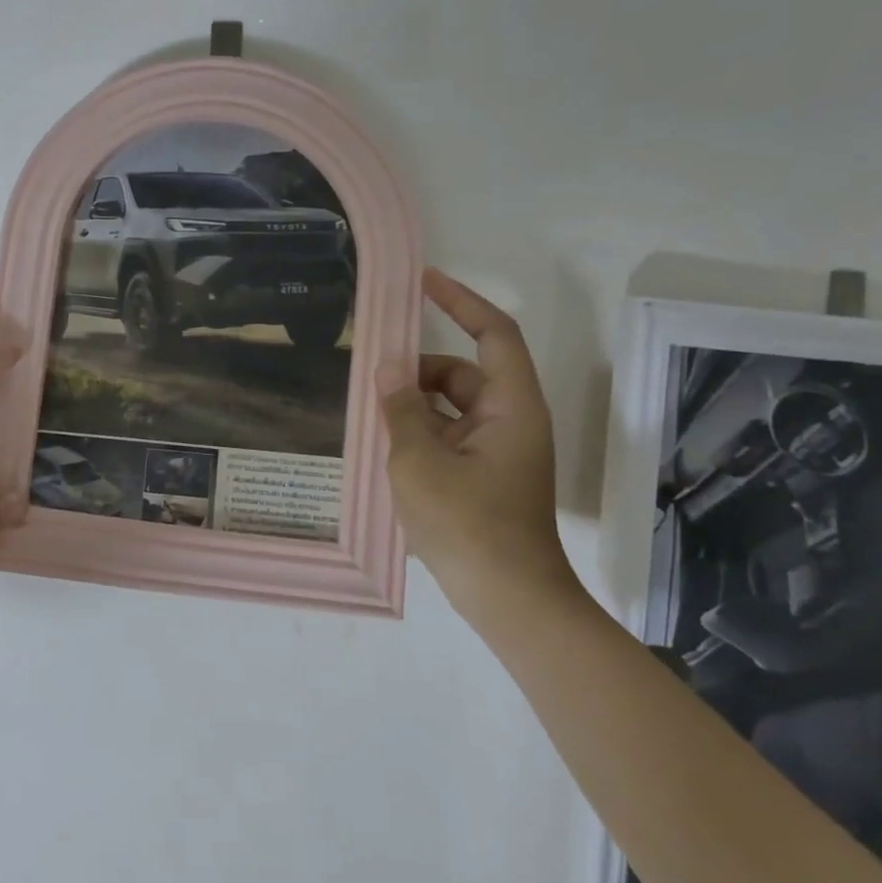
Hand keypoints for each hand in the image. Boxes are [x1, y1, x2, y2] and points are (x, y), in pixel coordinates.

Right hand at [378, 270, 572, 623]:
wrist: (509, 600)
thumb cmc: (468, 525)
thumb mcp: (420, 461)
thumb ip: (401, 409)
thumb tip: (388, 368)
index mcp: (511, 406)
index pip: (493, 333)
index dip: (460, 301)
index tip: (422, 282)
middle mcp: (511, 421)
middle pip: (463, 373)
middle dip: (418, 371)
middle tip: (370, 376)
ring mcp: (500, 452)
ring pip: (452, 408)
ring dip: (414, 406)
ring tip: (371, 419)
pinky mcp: (486, 477)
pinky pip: (450, 437)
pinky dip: (420, 434)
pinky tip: (386, 451)